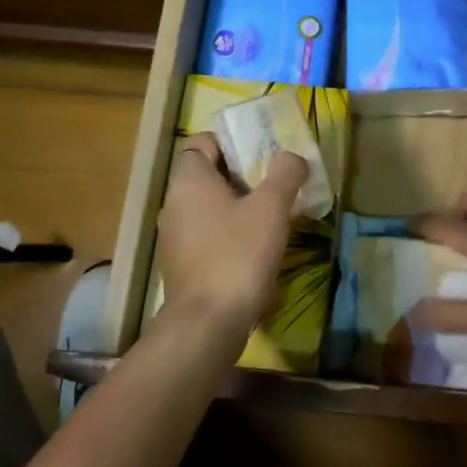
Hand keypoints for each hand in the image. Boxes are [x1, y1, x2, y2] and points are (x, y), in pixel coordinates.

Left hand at [157, 133, 307, 334]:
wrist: (208, 323)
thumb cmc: (238, 255)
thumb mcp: (271, 208)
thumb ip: (284, 174)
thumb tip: (291, 157)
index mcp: (189, 181)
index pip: (202, 142)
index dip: (232, 142)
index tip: (262, 154)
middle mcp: (174, 203)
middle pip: (208, 174)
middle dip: (243, 175)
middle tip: (276, 184)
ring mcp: (175, 236)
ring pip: (209, 206)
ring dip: (239, 206)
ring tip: (273, 215)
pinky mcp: (183, 264)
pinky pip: (208, 234)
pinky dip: (230, 232)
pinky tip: (257, 247)